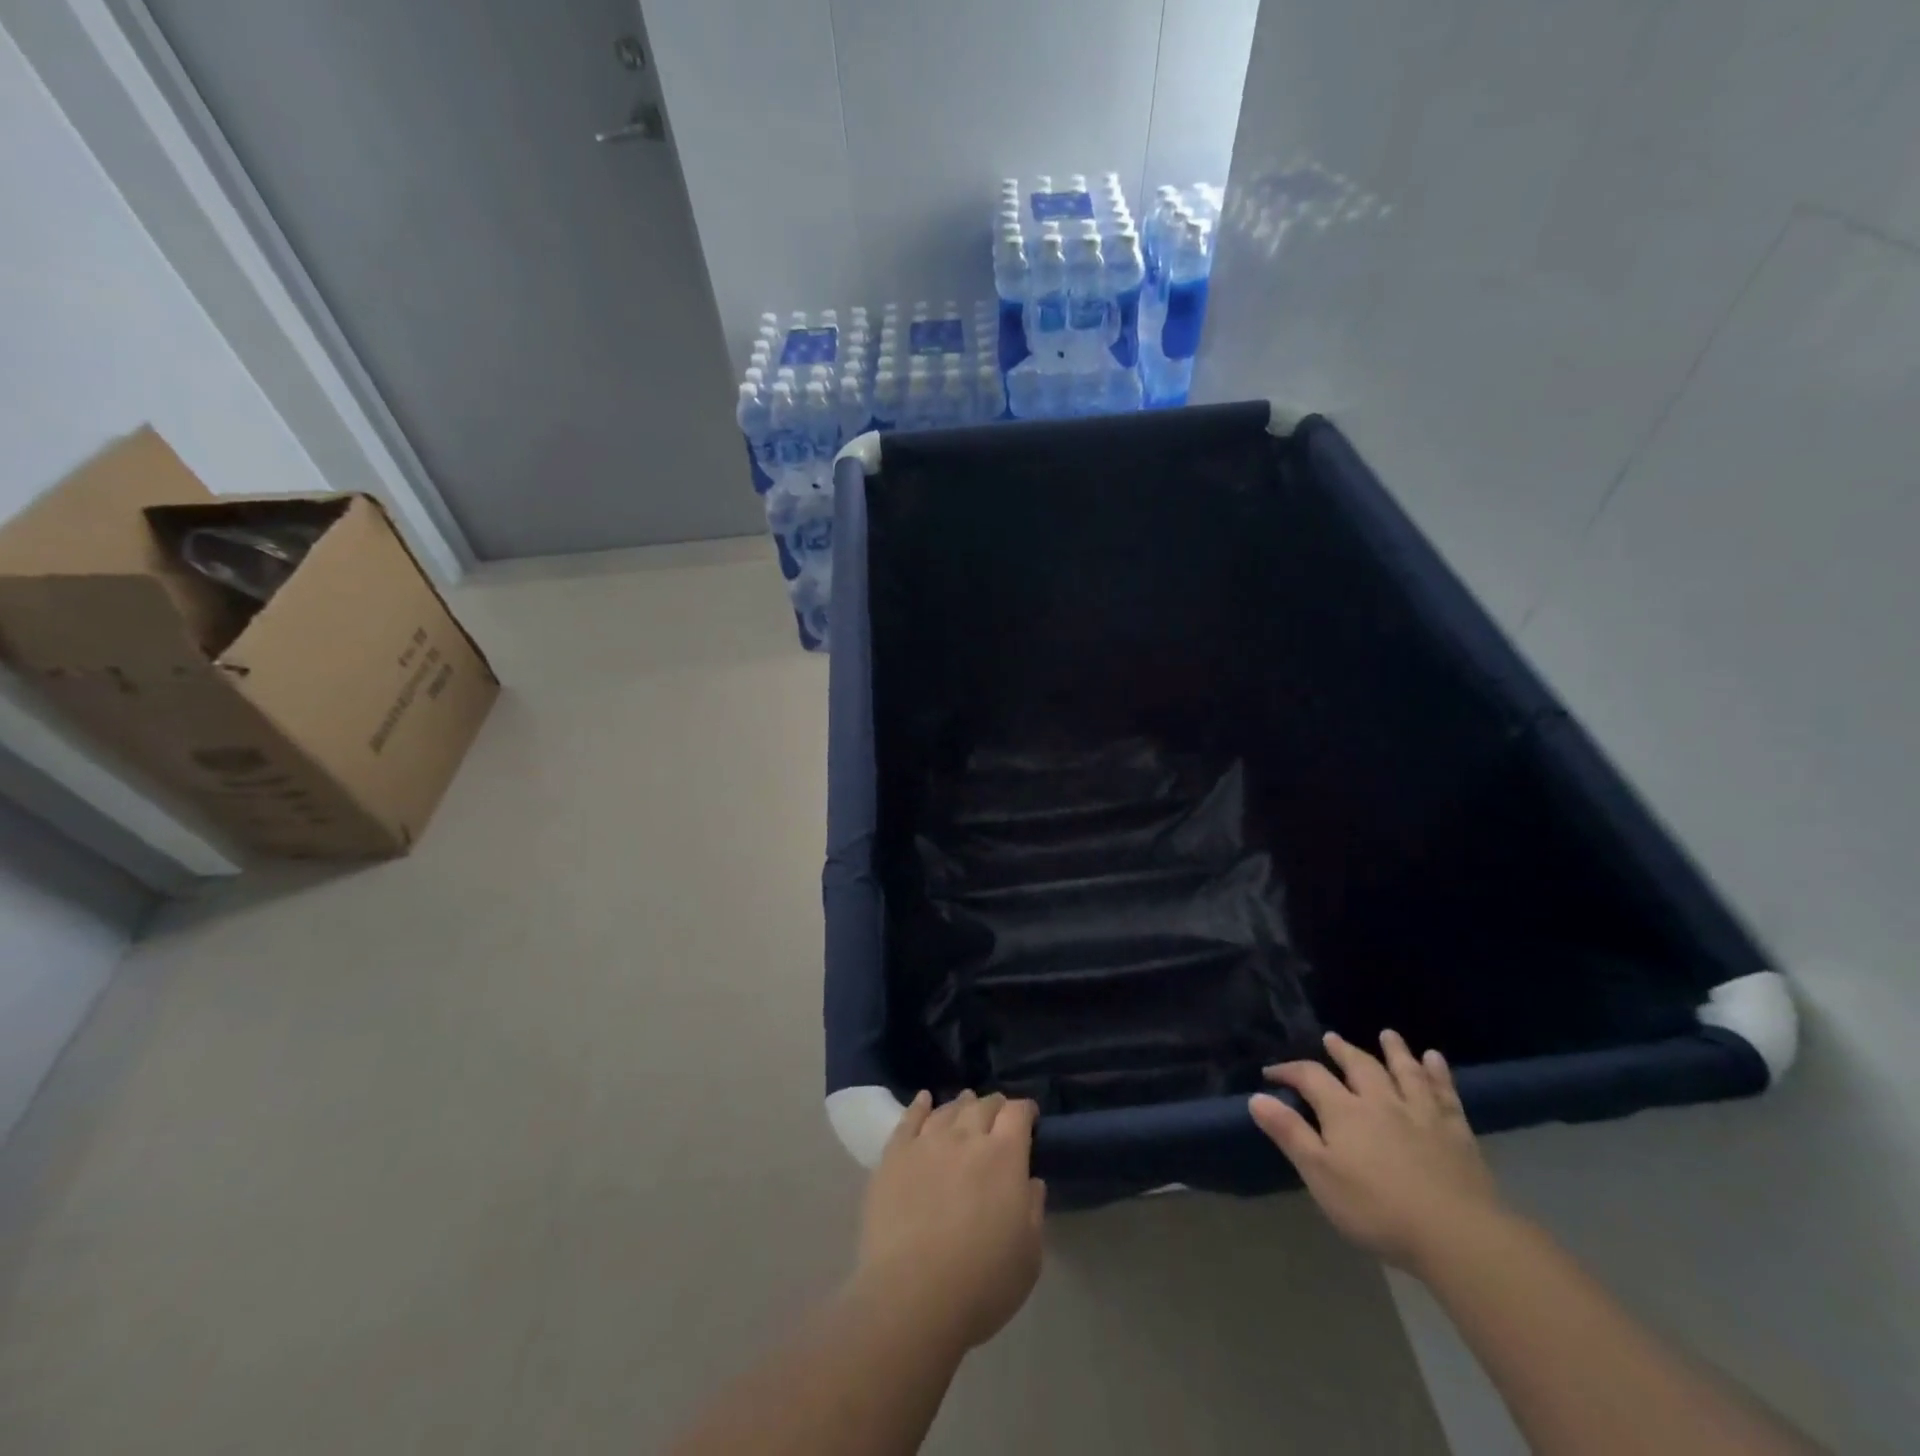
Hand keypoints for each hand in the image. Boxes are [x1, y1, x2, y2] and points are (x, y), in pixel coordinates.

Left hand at [855, 1090, 1046, 1350]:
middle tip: (998, 1114)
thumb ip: (1034, 1210)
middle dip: (995, 1106)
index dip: (1025, 1110)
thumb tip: (1031, 1181)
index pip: (1017, 1113)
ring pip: (948, 1110)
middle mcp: (966, 1137)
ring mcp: (927, 1142)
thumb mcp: (1029, 1256)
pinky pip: (909, 1119)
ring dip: (961, 1105)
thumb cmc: (981, 1283)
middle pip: (983, 1105)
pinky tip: (924, 1099)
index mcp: (1004, 1156)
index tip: (1028, 1118)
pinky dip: (920, 1105)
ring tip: (965, 1104)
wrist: (912, 1297)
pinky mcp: (895, 1156)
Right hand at [1251, 1030, 1505, 1273]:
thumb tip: (1257, 1096)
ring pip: (1404, 1072)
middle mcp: (1380, 1101)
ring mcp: (1421, 1114)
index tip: (1271, 1074)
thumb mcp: (1320, 1175)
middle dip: (1343, 1051)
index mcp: (1344, 1111)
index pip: (1311, 1077)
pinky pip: (1446, 1093)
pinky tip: (1435, 1060)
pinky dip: (1439, 1074)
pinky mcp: (1456, 1132)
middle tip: (1332, 1038)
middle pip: (1359, 1066)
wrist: (1457, 1235)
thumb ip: (1289, 1133)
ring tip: (1388, 1035)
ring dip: (1395, 1051)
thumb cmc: (1378, 1209)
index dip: (1289, 1071)